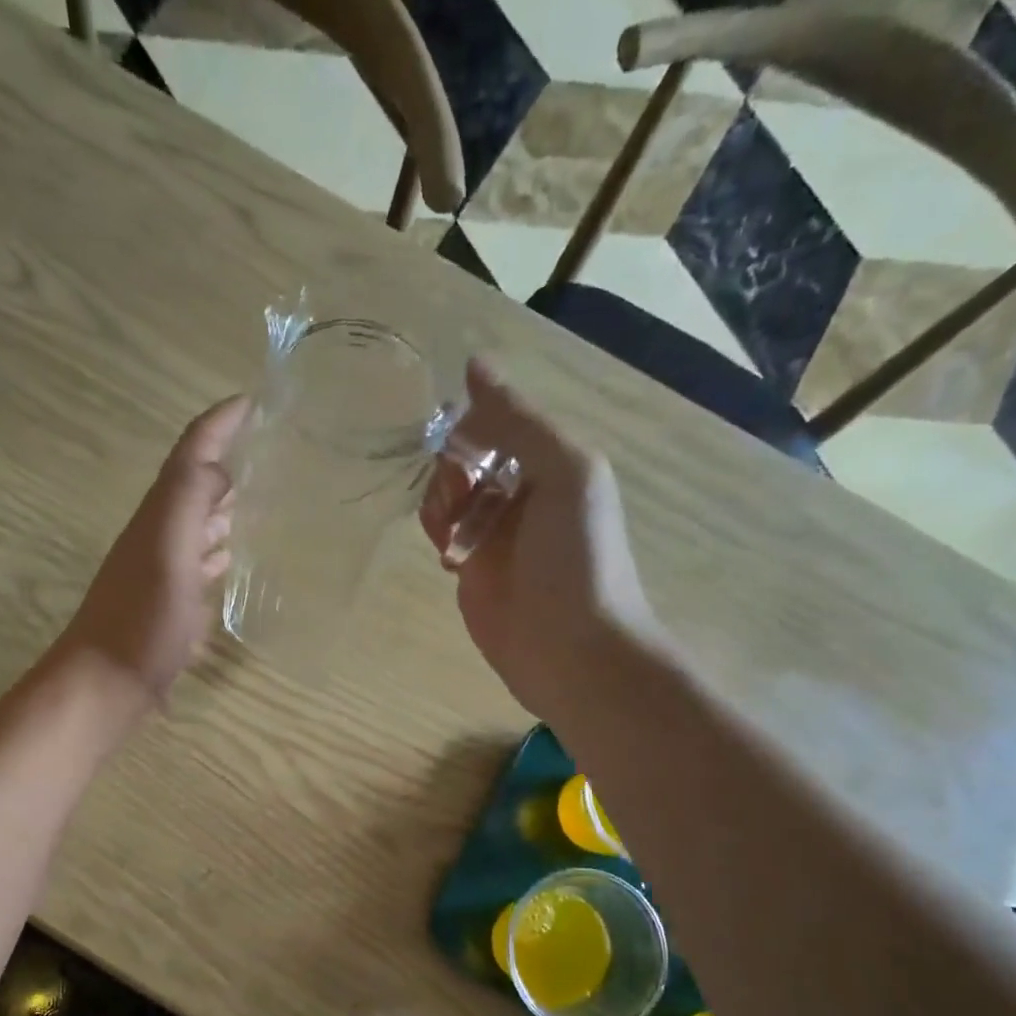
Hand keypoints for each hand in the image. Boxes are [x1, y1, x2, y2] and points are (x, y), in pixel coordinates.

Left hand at [55, 395, 246, 715]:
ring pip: (195, 527)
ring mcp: (161, 575)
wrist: (105, 685)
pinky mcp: (167, 609)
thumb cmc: (141, 620)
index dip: (218, 425)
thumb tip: (218, 464)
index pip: (190, 455)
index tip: (253, 402)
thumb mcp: (167, 552)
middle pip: (192, 487)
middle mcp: (158, 538)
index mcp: (160, 517)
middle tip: (268, 447)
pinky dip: (217, 555)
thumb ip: (188, 501)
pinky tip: (232, 563)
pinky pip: (197, 567)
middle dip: (225, 462)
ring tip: (262, 498)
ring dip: (223, 508)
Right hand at [420, 364, 662, 728]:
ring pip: (447, 494)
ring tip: (454, 535)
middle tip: (461, 500)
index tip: (462, 450)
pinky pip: (441, 534)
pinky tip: (451, 556)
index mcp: (550, 461)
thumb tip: (474, 364)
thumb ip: (520, 420)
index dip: (470, 427)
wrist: (572, 651)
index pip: (495, 420)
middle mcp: (520, 491)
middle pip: (465, 455)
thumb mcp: (565, 472)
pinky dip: (437, 534)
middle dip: (452, 469)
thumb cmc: (577, 558)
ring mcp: (493, 533)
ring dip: (440, 503)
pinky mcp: (470, 571)